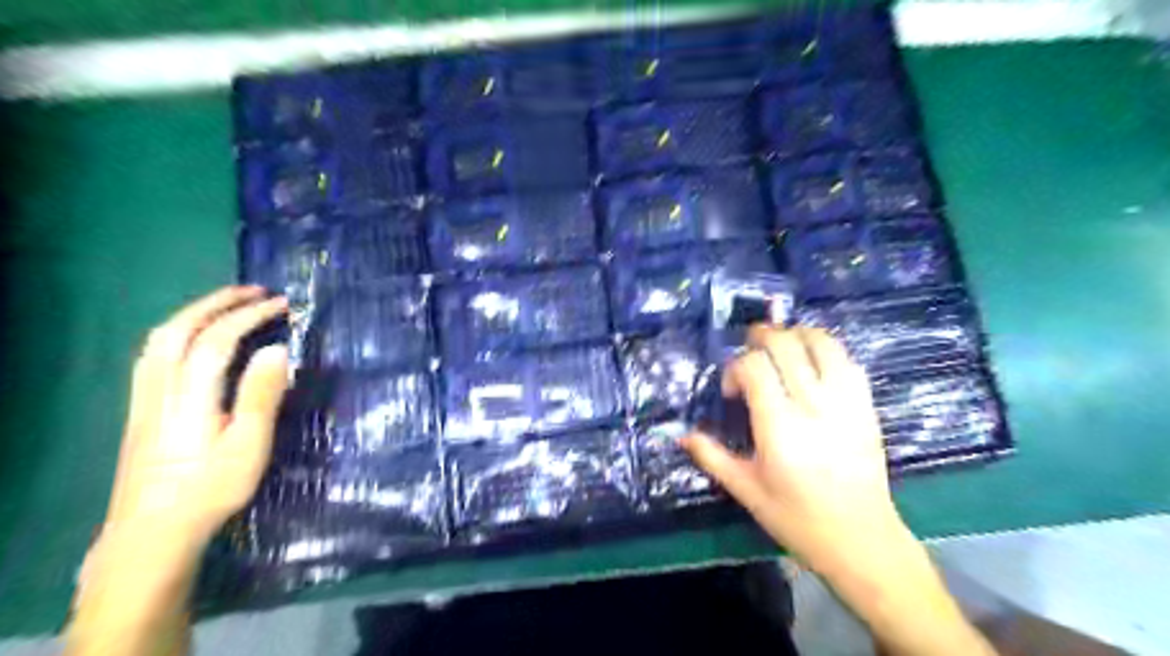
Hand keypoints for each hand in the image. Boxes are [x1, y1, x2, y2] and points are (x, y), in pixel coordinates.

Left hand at [103, 285, 288, 544]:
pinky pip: (152, 356)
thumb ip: (261, 396)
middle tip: (253, 291)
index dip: (249, 316)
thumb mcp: (248, 447)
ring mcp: (144, 399)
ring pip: (159, 341)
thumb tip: (277, 349)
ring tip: (226, 306)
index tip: (282, 304)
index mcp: (191, 397)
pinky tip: (192, 341)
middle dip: (217, 303)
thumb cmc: (211, 489)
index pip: (218, 340)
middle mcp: (161, 389)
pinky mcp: (140, 410)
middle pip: (180, 330)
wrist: (152, 533)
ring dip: (194, 314)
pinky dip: (176, 333)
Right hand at [677, 324, 913, 569]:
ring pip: (821, 342)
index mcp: (779, 426)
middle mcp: (813, 405)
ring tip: (781, 348)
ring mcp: (845, 402)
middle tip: (750, 353)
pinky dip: (826, 351)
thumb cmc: (796, 518)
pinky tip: (812, 364)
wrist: (860, 539)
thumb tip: (682, 436)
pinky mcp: (867, 405)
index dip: (735, 367)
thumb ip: (712, 457)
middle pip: (786, 344)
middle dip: (761, 338)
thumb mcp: (746, 490)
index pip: (754, 366)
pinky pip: (847, 359)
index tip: (732, 391)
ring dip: (796, 335)